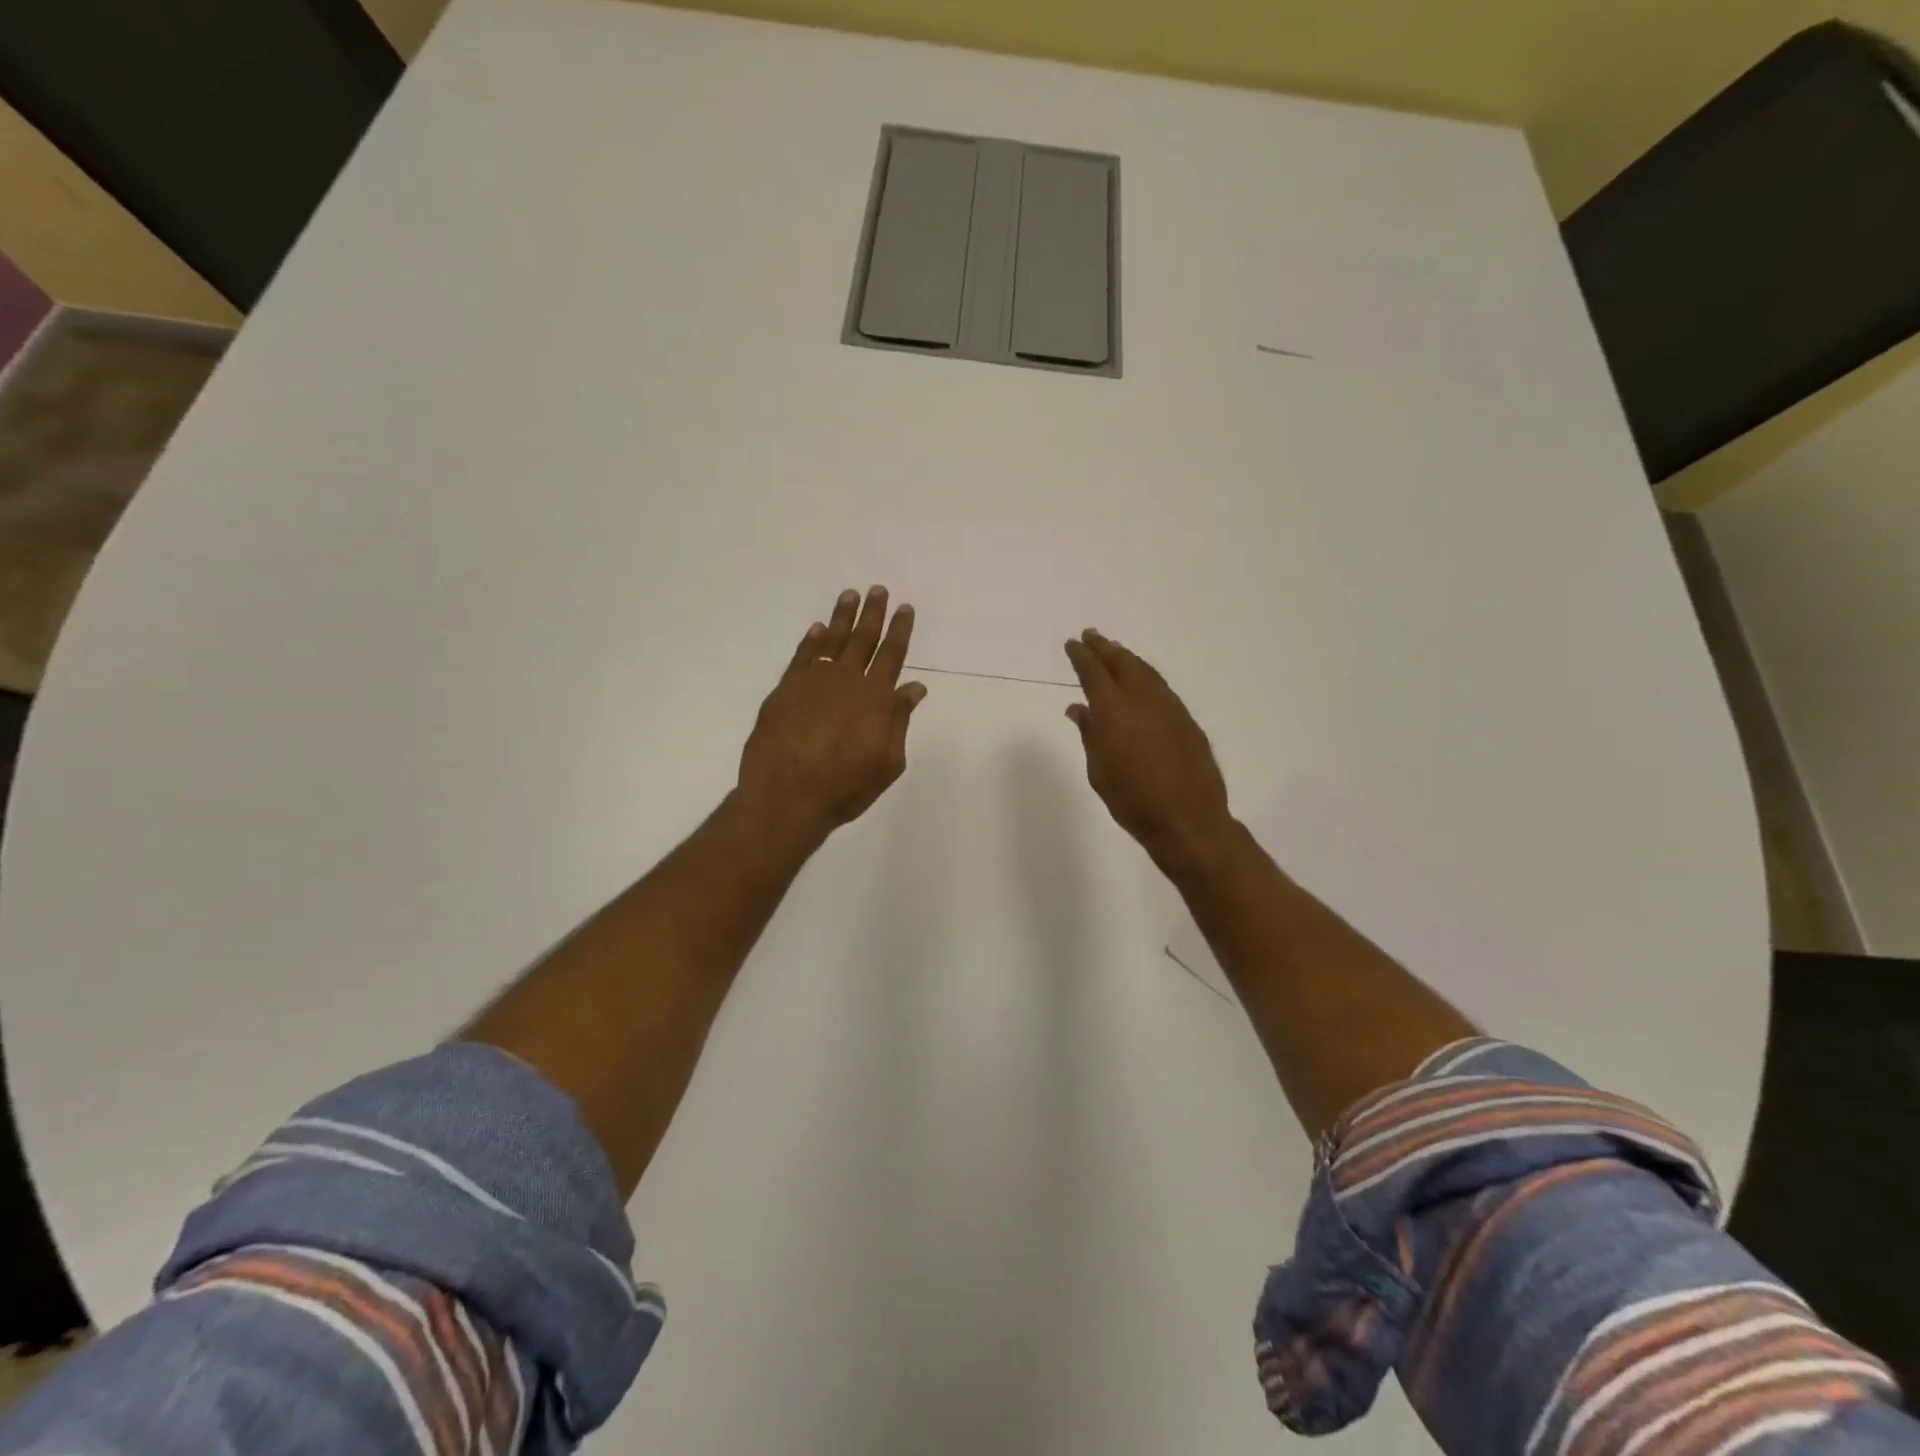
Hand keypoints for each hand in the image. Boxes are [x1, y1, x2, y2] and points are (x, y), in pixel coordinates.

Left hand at [737, 587, 926, 846]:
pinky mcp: (785, 691)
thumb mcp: (887, 761)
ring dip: (842, 617)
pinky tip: (818, 628)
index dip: (899, 630)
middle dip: (873, 613)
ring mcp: (812, 682)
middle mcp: (846, 681)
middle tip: (878, 590)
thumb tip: (914, 687)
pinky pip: (802, 657)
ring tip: (850, 595)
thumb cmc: (845, 787)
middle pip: (863, 639)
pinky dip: (811, 641)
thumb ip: (899, 720)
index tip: (904, 608)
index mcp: (875, 698)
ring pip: (832, 641)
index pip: (892, 655)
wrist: (787, 796)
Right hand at [1064, 630, 1234, 874]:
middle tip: (1091, 636)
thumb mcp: (1099, 771)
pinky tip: (1141, 680)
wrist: (1188, 820)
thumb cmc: (1132, 801)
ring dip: (1127, 658)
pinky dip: (1146, 676)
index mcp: (1114, 711)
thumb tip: (1079, 708)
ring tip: (1114, 651)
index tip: (1073, 643)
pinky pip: (1161, 687)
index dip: (1081, 656)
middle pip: (1122, 663)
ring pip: (1145, 671)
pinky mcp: (1187, 720)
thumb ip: (1089, 734)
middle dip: (1104, 648)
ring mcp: (1169, 707)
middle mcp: (1143, 700)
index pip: (1094, 673)